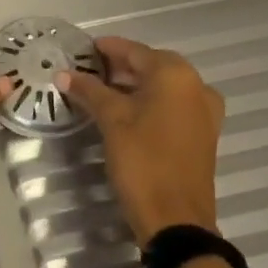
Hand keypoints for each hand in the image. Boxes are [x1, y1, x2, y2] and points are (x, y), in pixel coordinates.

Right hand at [57, 36, 223, 244]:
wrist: (177, 219)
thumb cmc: (142, 162)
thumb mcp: (112, 122)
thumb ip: (89, 91)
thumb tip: (63, 73)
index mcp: (175, 75)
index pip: (134, 51)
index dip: (107, 49)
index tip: (83, 49)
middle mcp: (196, 86)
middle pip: (151, 66)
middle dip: (120, 67)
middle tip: (88, 71)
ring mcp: (204, 111)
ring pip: (163, 87)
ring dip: (134, 85)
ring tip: (102, 91)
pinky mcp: (202, 133)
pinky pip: (172, 105)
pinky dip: (149, 102)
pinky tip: (126, 113)